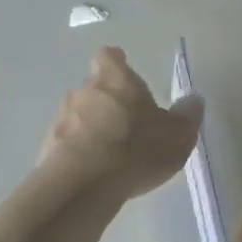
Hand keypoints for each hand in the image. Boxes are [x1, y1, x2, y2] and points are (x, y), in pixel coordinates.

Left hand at [39, 47, 202, 203]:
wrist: (84, 183)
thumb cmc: (136, 149)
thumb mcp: (177, 136)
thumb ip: (186, 117)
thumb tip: (193, 101)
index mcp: (116, 79)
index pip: (109, 57)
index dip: (116, 63)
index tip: (123, 69)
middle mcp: (84, 90)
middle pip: (94, 87)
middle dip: (107, 101)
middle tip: (125, 122)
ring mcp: (61, 117)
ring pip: (78, 115)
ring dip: (90, 127)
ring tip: (108, 152)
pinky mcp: (48, 146)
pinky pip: (66, 142)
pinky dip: (78, 151)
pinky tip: (92, 171)